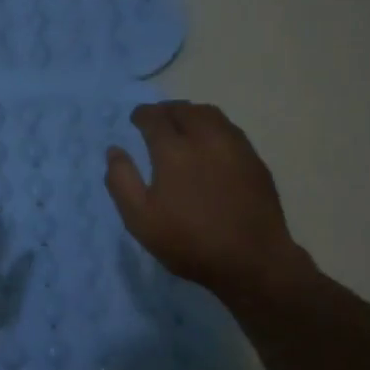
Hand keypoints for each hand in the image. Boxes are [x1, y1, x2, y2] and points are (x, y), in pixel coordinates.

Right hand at [105, 101, 313, 303]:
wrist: (251, 260)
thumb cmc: (189, 242)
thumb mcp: (140, 220)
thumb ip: (122, 181)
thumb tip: (114, 151)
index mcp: (173, 150)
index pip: (154, 118)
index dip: (142, 115)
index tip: (136, 119)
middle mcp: (205, 138)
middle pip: (184, 110)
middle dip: (167, 110)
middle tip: (157, 119)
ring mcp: (234, 146)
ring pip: (210, 114)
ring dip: (191, 114)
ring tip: (183, 125)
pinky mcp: (254, 159)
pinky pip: (229, 129)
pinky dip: (213, 127)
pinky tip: (210, 143)